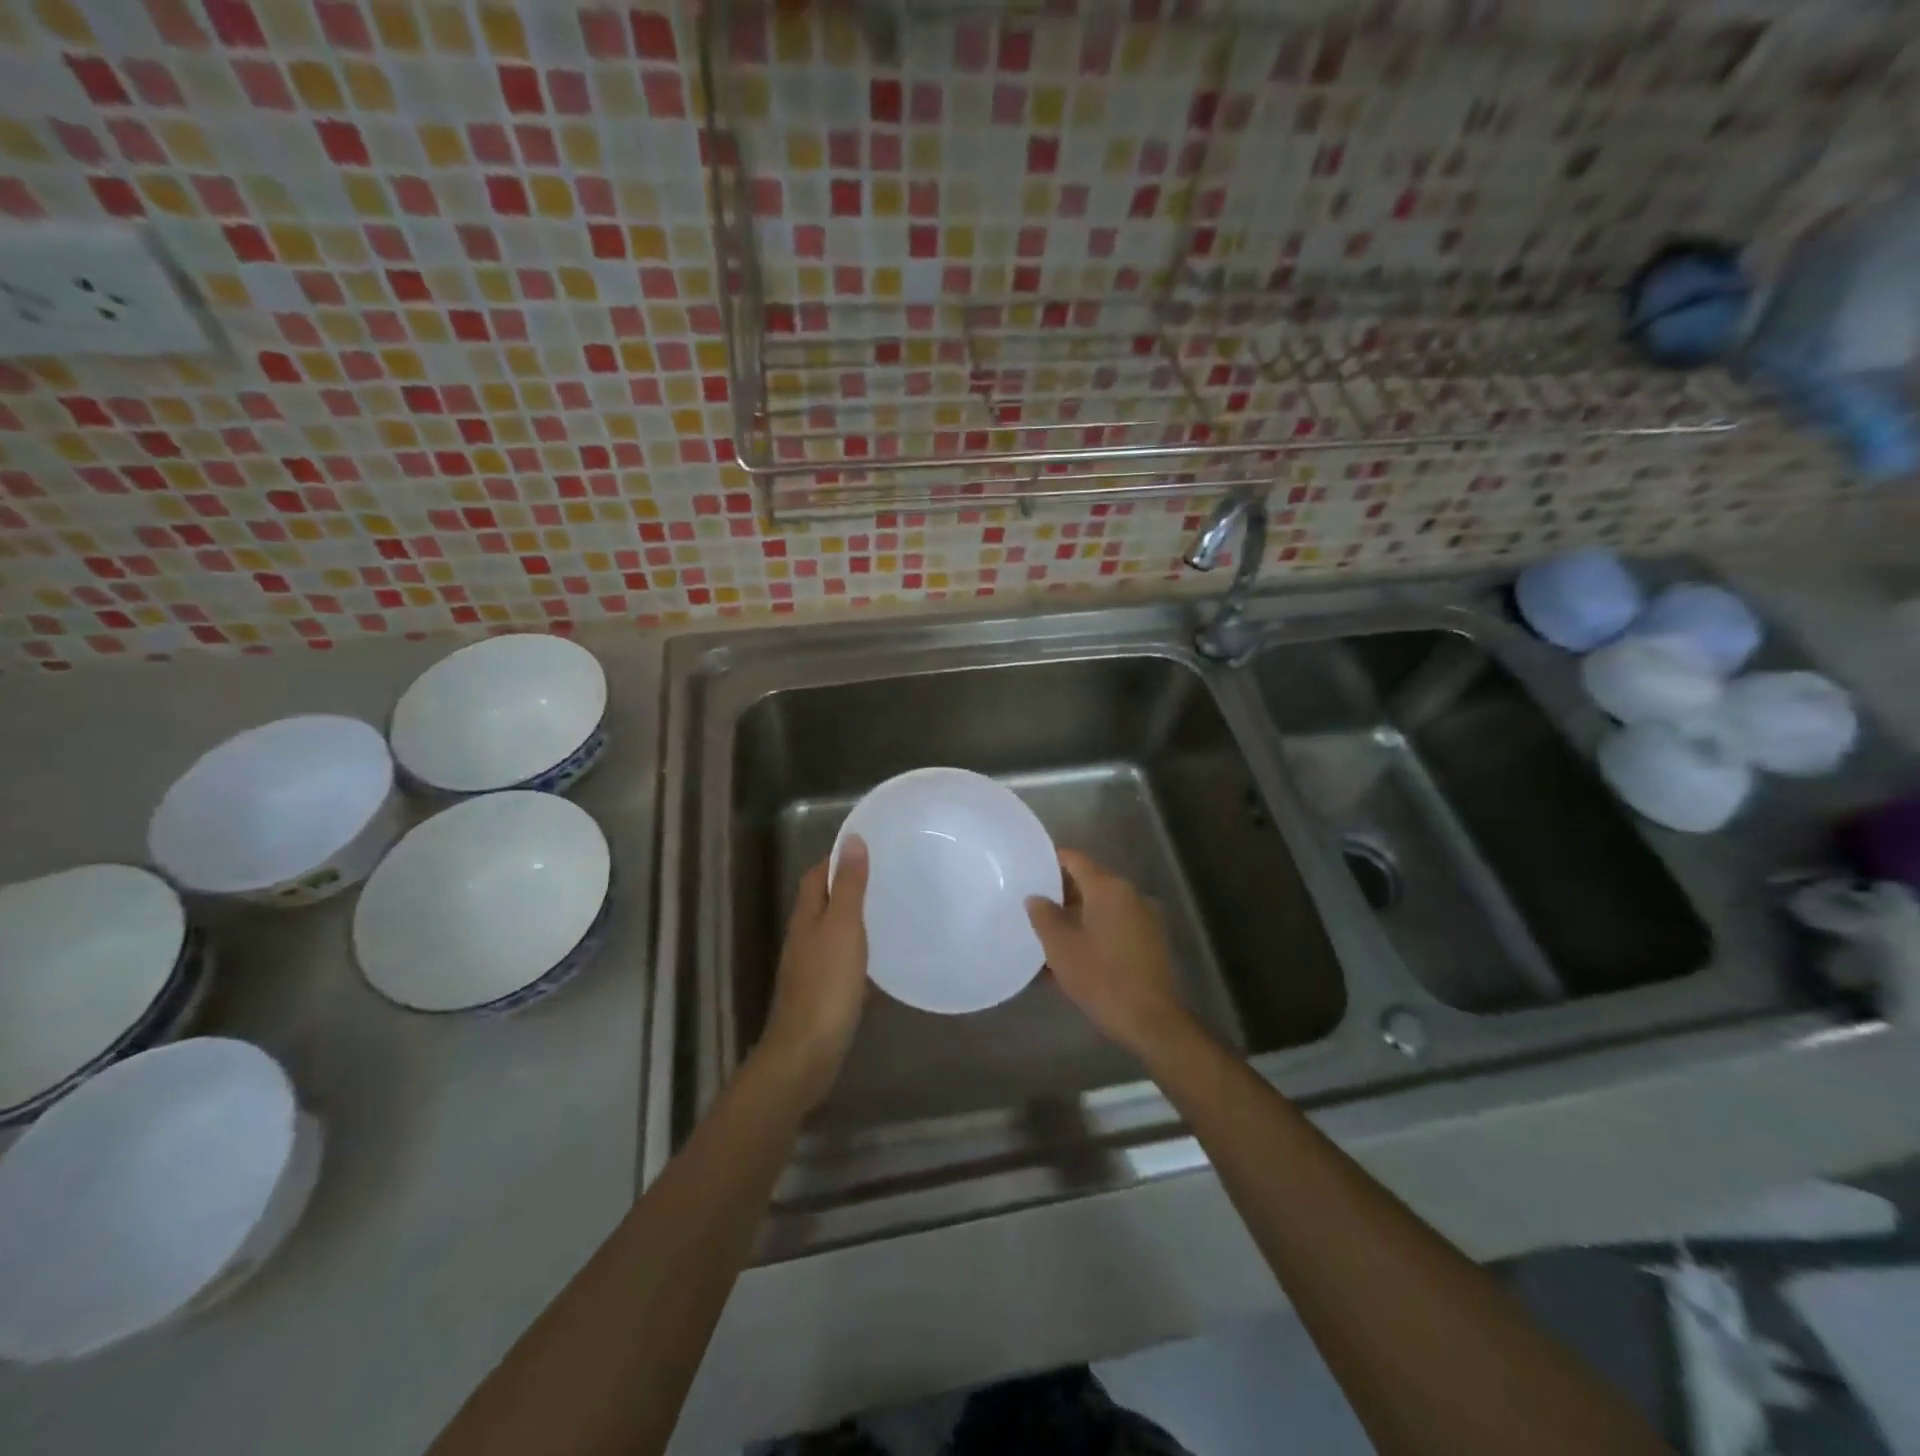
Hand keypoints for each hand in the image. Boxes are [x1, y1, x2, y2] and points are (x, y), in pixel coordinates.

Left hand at [757, 837, 869, 1107]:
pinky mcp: (822, 993)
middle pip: (822, 901)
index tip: (867, 848)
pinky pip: (841, 960)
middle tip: (885, 876)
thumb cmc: (826, 984)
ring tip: (888, 910)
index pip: (815, 875)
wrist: (807, 1052)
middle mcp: (803, 937)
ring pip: (832, 931)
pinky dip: (859, 951)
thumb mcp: (842, 927)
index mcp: (806, 917)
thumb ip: (847, 886)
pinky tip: (881, 958)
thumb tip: (851, 840)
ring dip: (854, 918)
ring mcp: (810, 967)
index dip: (836, 859)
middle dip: (847, 885)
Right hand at [1027, 850, 1197, 1058]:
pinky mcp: (1149, 941)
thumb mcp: (1061, 947)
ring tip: (1047, 933)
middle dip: (1060, 892)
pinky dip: (1092, 931)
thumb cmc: (1101, 978)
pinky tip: (1072, 954)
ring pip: (1101, 906)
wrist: (1150, 1020)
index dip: (1050, 860)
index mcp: (1109, 888)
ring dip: (1075, 915)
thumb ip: (1044, 916)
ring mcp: (1143, 918)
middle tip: (1032, 904)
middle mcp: (1129, 895)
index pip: (1075, 859)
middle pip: (1089, 882)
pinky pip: (1113, 925)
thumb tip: (1035, 897)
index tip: (1028, 868)